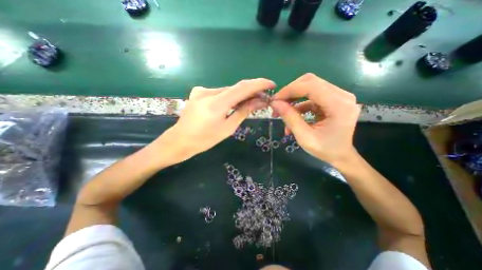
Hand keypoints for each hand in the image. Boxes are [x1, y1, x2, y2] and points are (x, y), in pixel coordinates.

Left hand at [155, 78, 274, 162]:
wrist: (180, 140)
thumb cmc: (205, 140)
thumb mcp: (228, 128)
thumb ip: (243, 111)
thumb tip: (259, 102)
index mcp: (216, 104)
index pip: (242, 88)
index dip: (259, 84)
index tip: (271, 84)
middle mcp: (208, 92)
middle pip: (236, 88)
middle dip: (251, 91)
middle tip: (263, 97)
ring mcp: (201, 90)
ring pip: (228, 90)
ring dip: (240, 95)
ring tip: (251, 102)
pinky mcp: (198, 92)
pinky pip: (219, 92)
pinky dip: (230, 96)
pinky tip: (234, 103)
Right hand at [270, 73, 358, 166]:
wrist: (341, 155)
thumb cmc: (325, 150)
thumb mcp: (304, 137)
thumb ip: (290, 118)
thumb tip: (275, 103)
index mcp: (339, 105)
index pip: (311, 86)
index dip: (289, 90)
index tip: (274, 100)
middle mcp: (342, 95)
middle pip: (310, 82)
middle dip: (290, 92)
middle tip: (277, 104)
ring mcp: (338, 96)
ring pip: (309, 87)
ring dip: (293, 98)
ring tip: (282, 112)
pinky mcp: (333, 100)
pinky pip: (311, 96)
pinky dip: (299, 104)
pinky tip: (293, 115)